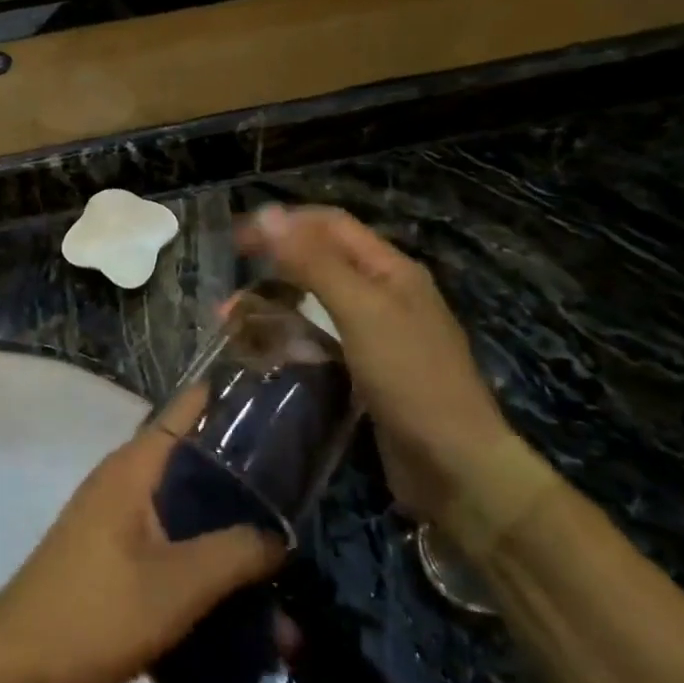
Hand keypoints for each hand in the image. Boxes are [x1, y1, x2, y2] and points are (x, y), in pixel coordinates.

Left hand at [0, 423, 285, 682]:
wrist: (18, 669)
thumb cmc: (98, 611)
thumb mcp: (178, 584)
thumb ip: (235, 554)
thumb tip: (279, 537)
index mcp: (133, 468)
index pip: (183, 411)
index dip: (226, 400)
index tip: (275, 403)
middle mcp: (122, 482)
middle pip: (190, 463)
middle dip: (240, 478)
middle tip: (295, 489)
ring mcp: (113, 521)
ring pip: (181, 512)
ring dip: (223, 532)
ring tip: (277, 556)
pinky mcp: (111, 558)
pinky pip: (166, 546)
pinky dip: (199, 562)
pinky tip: (234, 596)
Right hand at [238, 205, 513, 522]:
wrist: (455, 468)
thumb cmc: (411, 379)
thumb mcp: (361, 312)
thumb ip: (314, 262)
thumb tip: (267, 214)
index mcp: (390, 269)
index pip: (329, 225)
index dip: (282, 224)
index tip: (235, 240)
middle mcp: (383, 293)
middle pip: (319, 262)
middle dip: (272, 269)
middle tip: (228, 291)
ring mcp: (375, 334)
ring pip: (314, 304)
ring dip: (274, 306)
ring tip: (232, 323)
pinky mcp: (365, 370)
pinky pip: (319, 340)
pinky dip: (289, 338)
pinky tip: (265, 351)